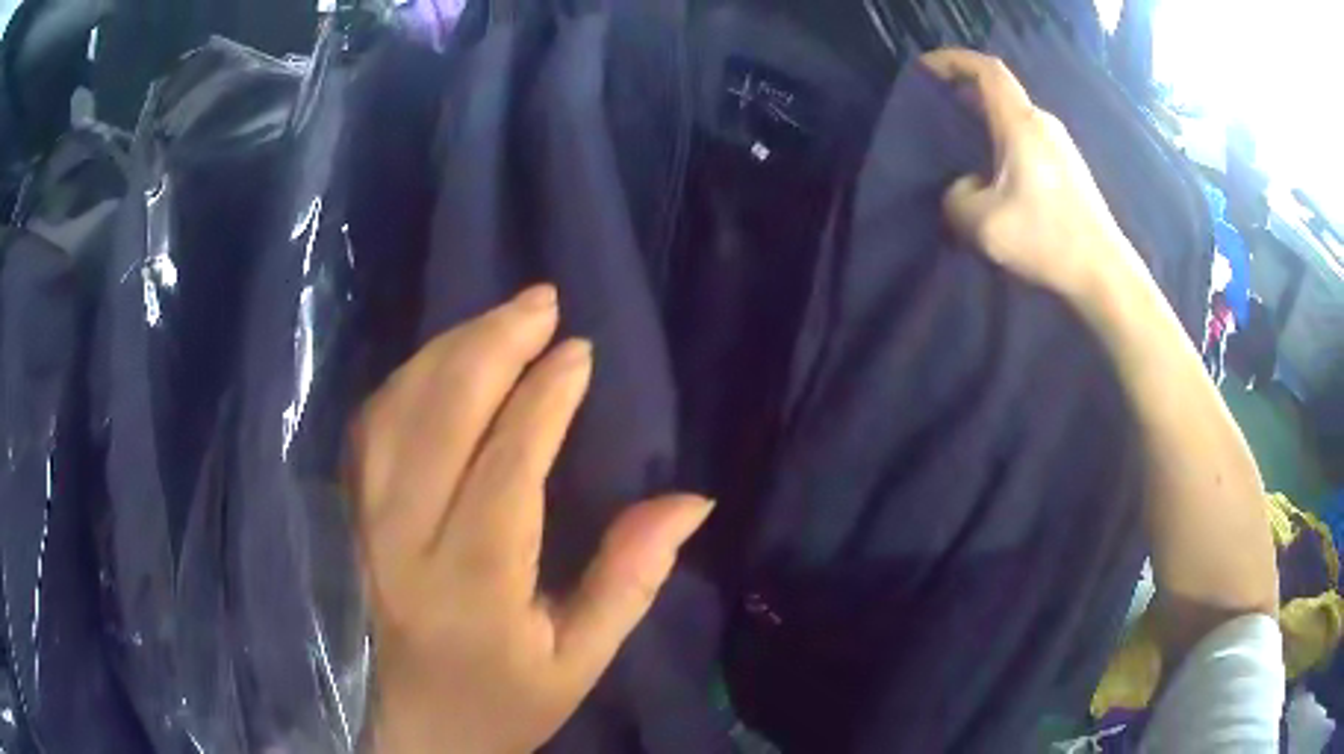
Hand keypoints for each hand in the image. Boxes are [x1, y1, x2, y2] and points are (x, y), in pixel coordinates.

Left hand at [347, 285, 712, 753]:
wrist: (414, 731)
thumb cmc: (504, 703)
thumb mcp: (582, 661)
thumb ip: (630, 579)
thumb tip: (688, 501)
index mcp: (471, 587)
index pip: (506, 466)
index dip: (544, 399)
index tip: (579, 351)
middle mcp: (403, 542)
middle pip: (441, 417)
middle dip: (493, 345)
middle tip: (541, 301)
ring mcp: (364, 524)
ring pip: (398, 409)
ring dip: (449, 350)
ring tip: (501, 318)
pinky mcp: (349, 517)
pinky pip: (371, 427)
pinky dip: (409, 379)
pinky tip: (444, 359)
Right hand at [924, 49, 1143, 299]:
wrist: (1103, 273)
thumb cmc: (1048, 240)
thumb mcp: (983, 225)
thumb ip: (956, 198)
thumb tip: (965, 188)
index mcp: (1021, 124)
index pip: (986, 70)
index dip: (953, 60)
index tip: (925, 69)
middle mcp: (1043, 124)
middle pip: (998, 91)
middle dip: (962, 92)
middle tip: (934, 109)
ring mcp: (1060, 145)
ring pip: (1012, 117)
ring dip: (983, 121)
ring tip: (958, 144)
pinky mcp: (1068, 167)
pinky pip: (1026, 139)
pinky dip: (1002, 142)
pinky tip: (992, 173)